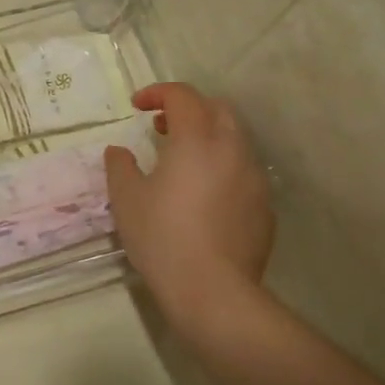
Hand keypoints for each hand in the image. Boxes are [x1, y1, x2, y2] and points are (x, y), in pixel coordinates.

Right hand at [105, 84, 275, 320]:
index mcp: (197, 140)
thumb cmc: (162, 238)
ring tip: (182, 163)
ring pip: (235, 139)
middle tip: (161, 128)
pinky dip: (222, 167)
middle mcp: (232, 149)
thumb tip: (119, 152)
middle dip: (189, 109)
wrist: (213, 291)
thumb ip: (120, 167)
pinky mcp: (265, 207)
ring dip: (208, 138)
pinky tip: (203, 197)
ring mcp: (254, 178)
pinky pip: (243, 172)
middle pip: (217, 109)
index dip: (158, 93)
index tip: (137, 107)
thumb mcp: (127, 199)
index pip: (183, 96)